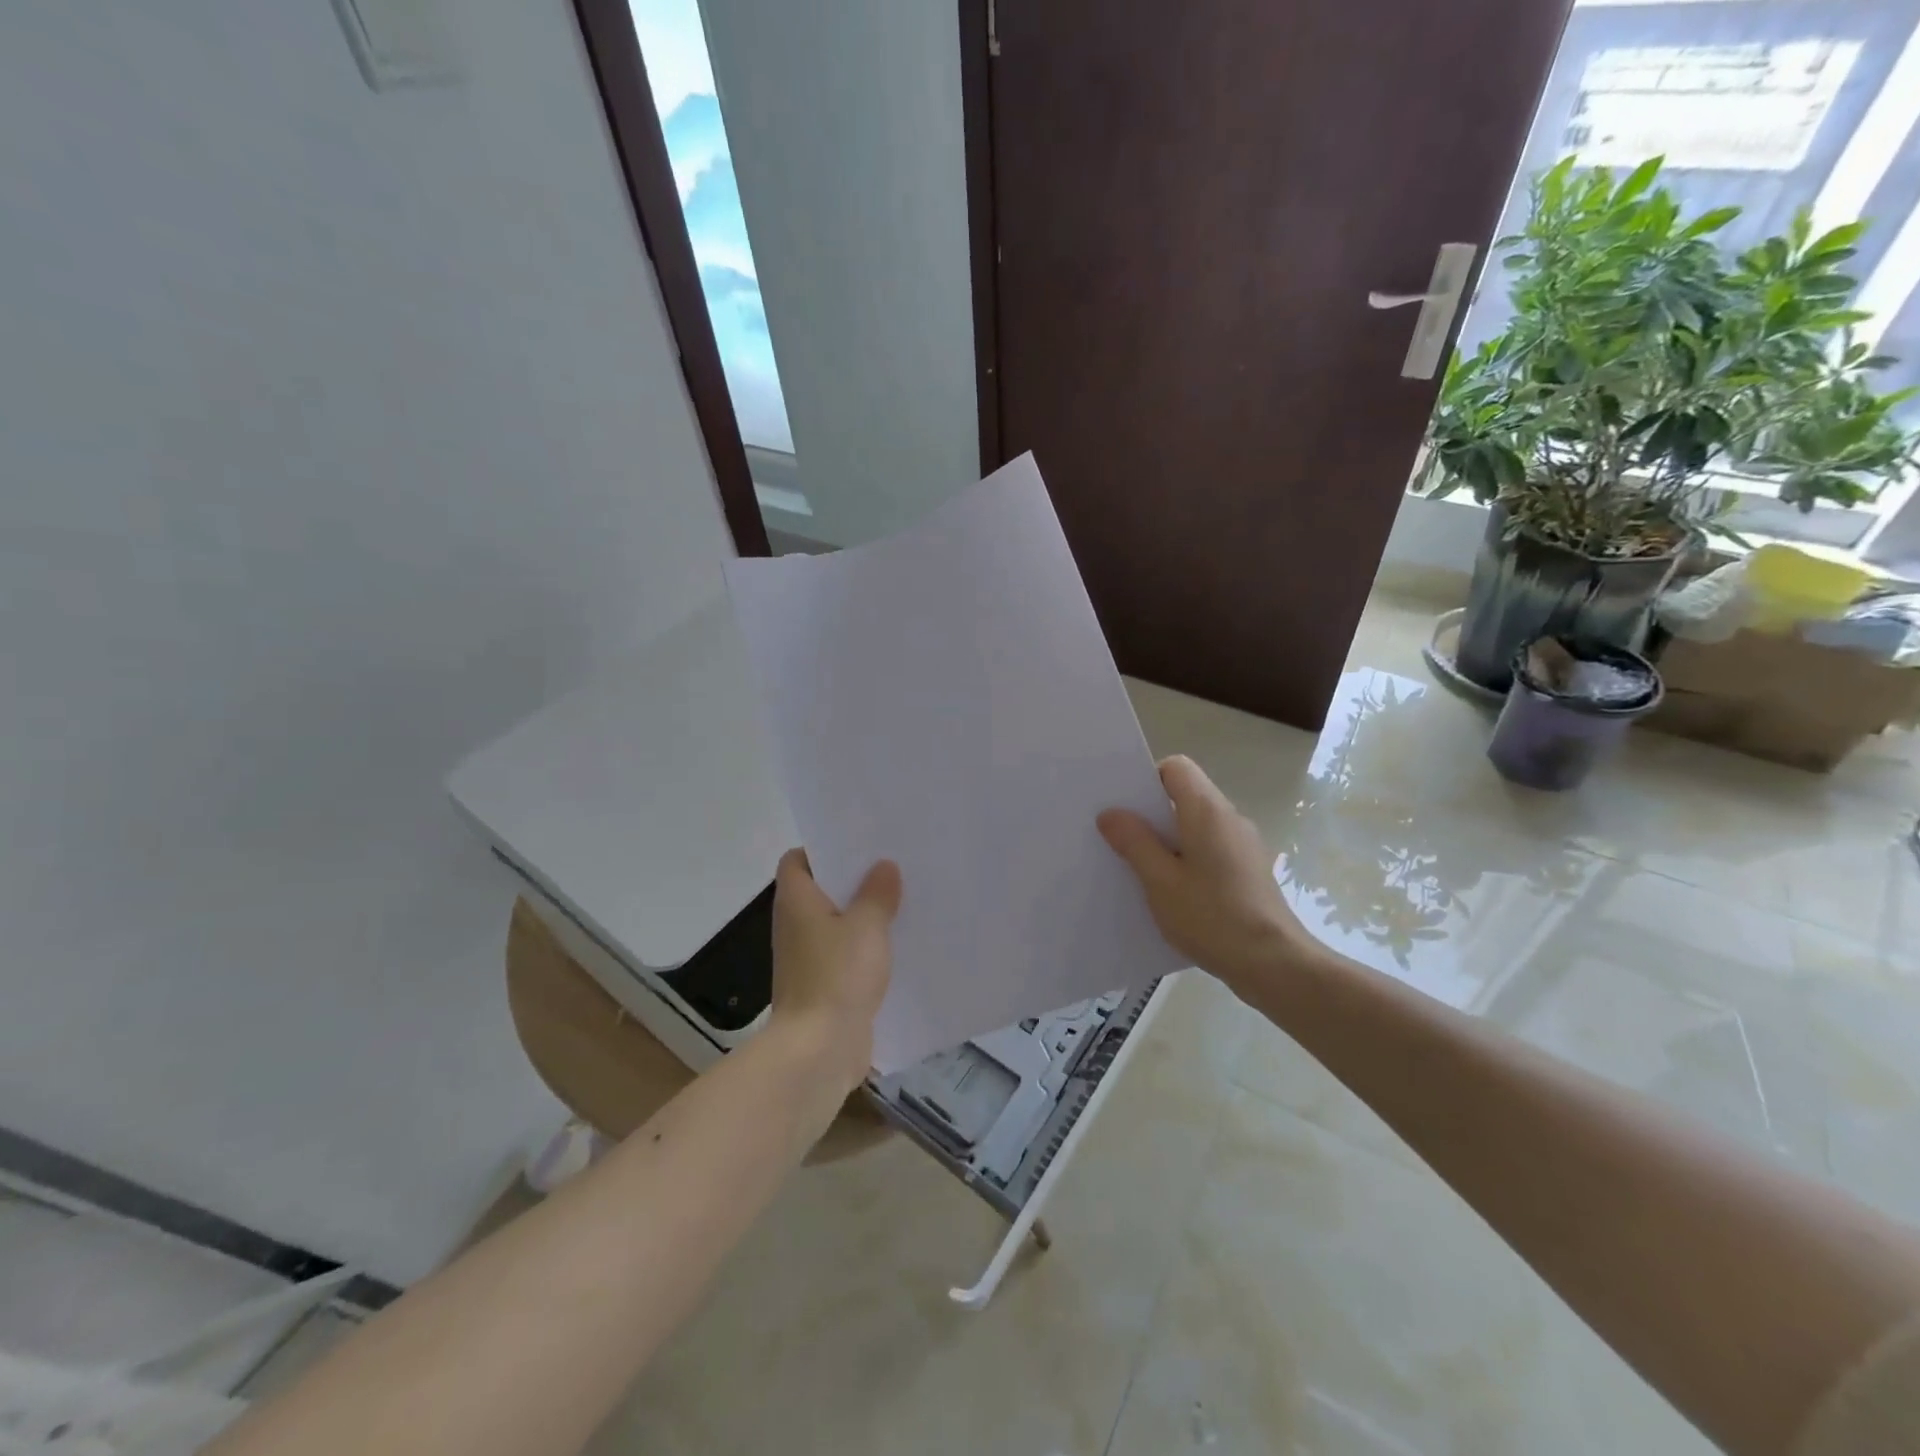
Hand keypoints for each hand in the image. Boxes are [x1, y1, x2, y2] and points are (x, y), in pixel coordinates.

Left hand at [769, 848, 900, 1091]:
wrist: (819, 1049)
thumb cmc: (837, 976)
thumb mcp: (866, 926)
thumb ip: (877, 893)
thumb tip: (883, 866)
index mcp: (796, 901)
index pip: (797, 860)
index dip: (823, 848)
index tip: (859, 843)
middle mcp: (795, 924)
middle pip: (821, 889)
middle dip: (854, 879)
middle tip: (893, 866)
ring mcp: (808, 957)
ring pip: (837, 923)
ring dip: (863, 914)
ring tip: (903, 899)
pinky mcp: (824, 984)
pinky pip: (845, 953)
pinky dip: (866, 946)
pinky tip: (899, 944)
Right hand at [1098, 755, 1313, 996]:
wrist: (1274, 964)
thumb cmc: (1212, 916)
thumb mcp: (1160, 881)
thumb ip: (1134, 842)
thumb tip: (1111, 813)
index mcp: (1207, 811)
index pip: (1176, 767)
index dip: (1147, 780)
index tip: (1126, 810)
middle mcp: (1229, 818)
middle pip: (1185, 795)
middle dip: (1152, 814)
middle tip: (1121, 841)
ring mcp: (1243, 844)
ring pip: (1196, 825)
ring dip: (1168, 840)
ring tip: (1142, 871)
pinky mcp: (1248, 870)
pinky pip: (1210, 849)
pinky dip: (1188, 859)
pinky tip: (1173, 893)